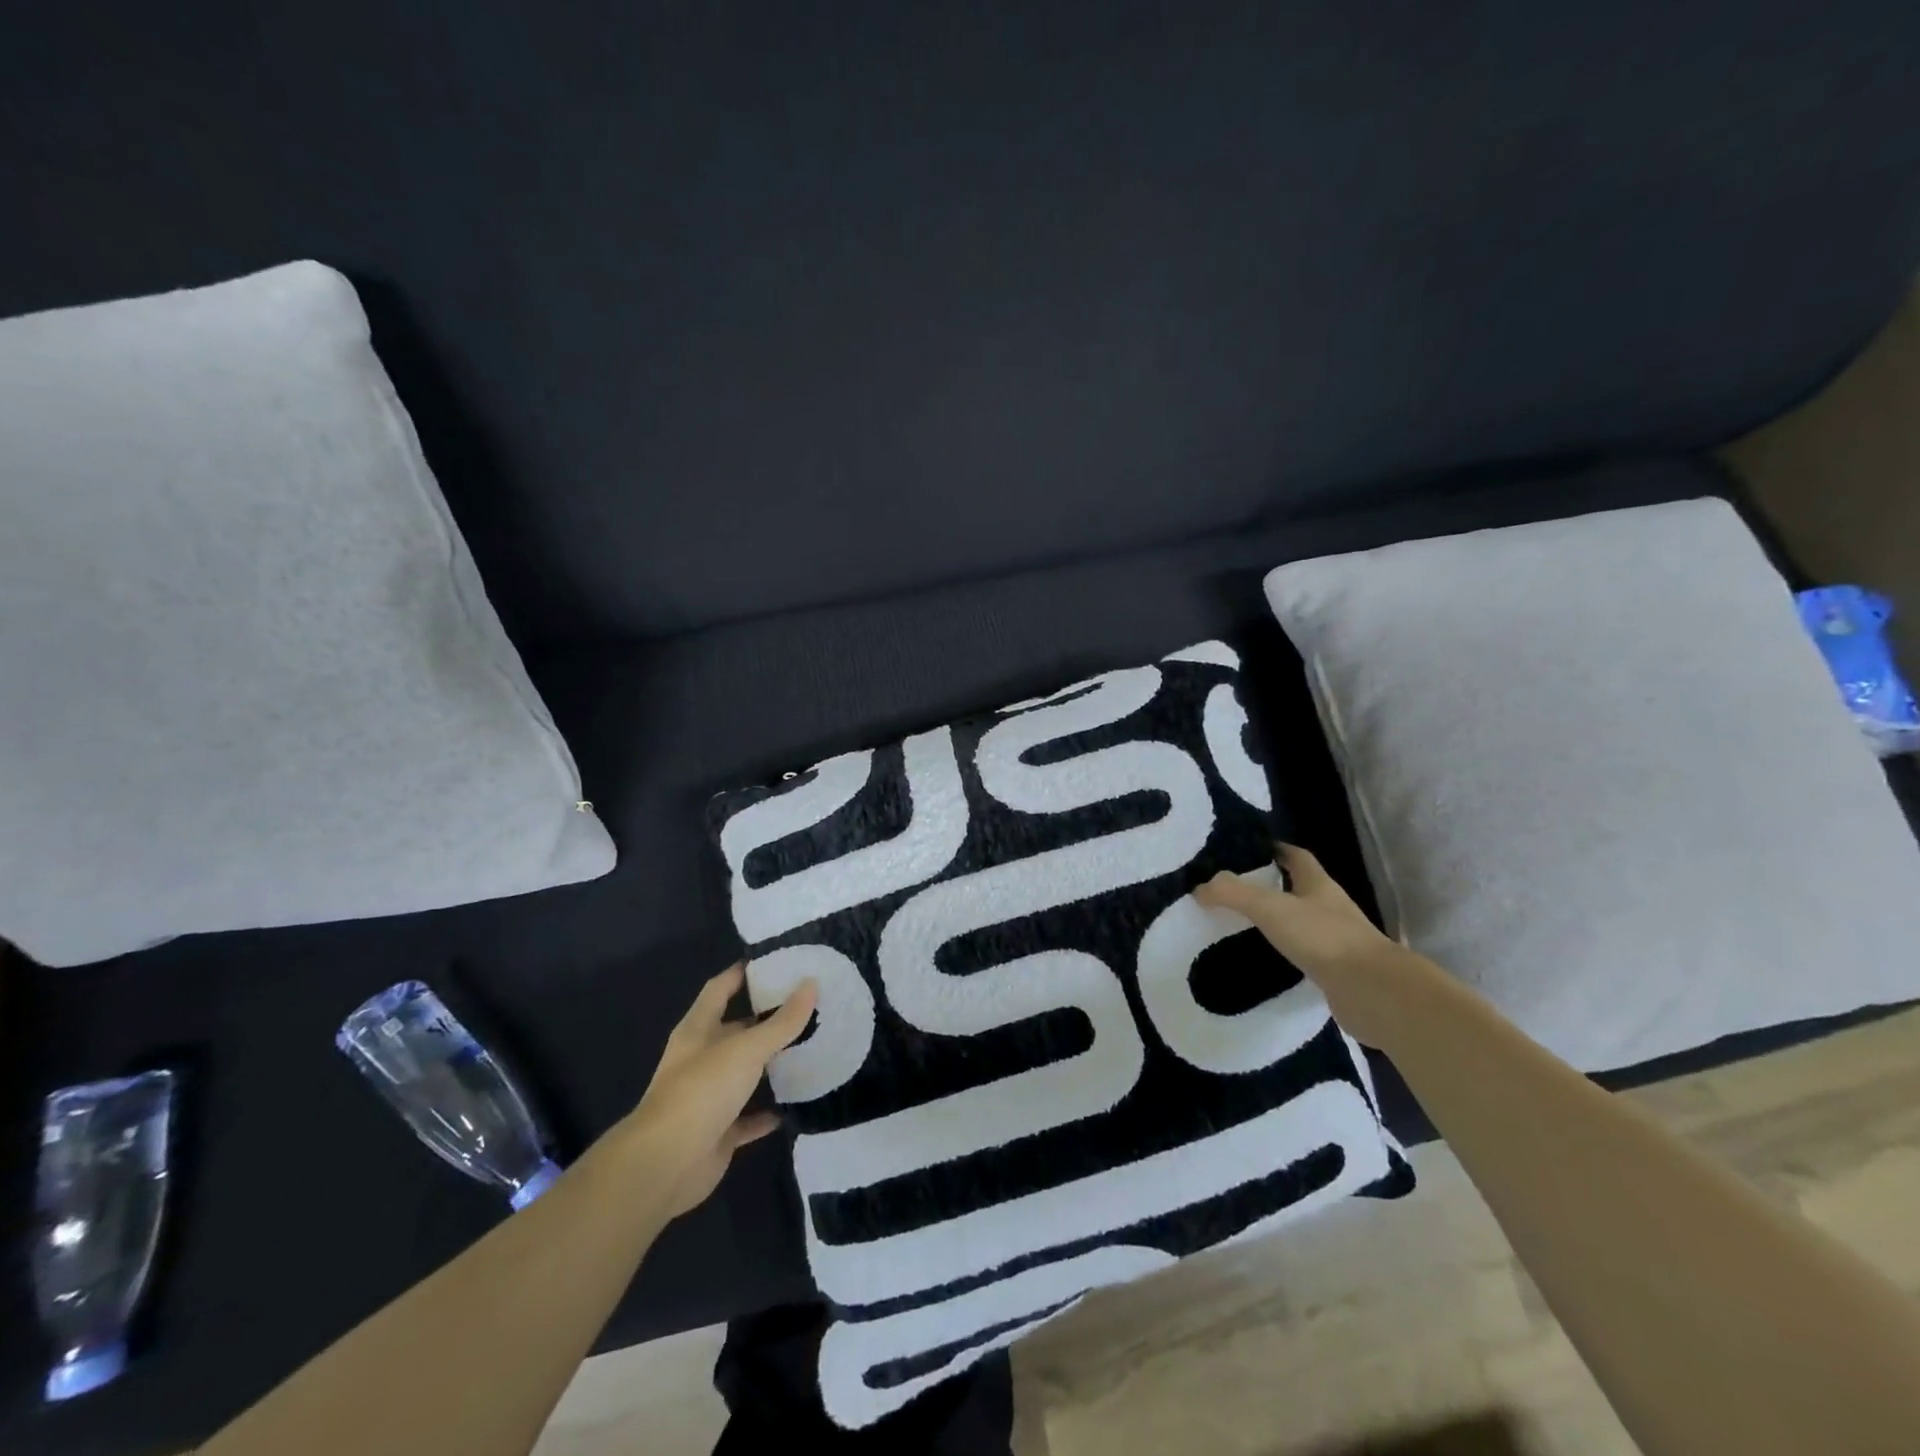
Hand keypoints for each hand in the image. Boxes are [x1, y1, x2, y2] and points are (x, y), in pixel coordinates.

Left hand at [625, 964, 817, 1220]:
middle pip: (735, 1030)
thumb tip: (811, 984)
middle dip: (765, 1018)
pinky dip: (768, 1112)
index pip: (720, 989)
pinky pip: (748, 1117)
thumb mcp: (746, 1049)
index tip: (775, 960)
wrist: (664, 1165)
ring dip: (770, 1065)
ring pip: (744, 1073)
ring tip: (811, 1048)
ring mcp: (708, 1097)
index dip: (742, 973)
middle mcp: (701, 1059)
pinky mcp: (718, 1132)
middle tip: (808, 1004)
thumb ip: (782, 1021)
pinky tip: (796, 1104)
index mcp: (698, 1030)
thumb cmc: (701, 1092)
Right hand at [1194, 844, 1439, 1050]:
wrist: (1373, 993)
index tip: (1250, 850)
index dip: (1276, 850)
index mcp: (1319, 885)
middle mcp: (1330, 908)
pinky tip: (1266, 961)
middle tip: (1236, 889)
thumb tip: (1201, 887)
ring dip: (1279, 922)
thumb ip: (1233, 894)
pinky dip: (1287, 954)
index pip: (1297, 857)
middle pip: (1299, 889)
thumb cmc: (1323, 938)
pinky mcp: (1337, 972)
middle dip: (1272, 886)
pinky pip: (1306, 955)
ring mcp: (1337, 941)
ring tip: (1244, 925)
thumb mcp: (1271, 908)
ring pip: (1303, 922)